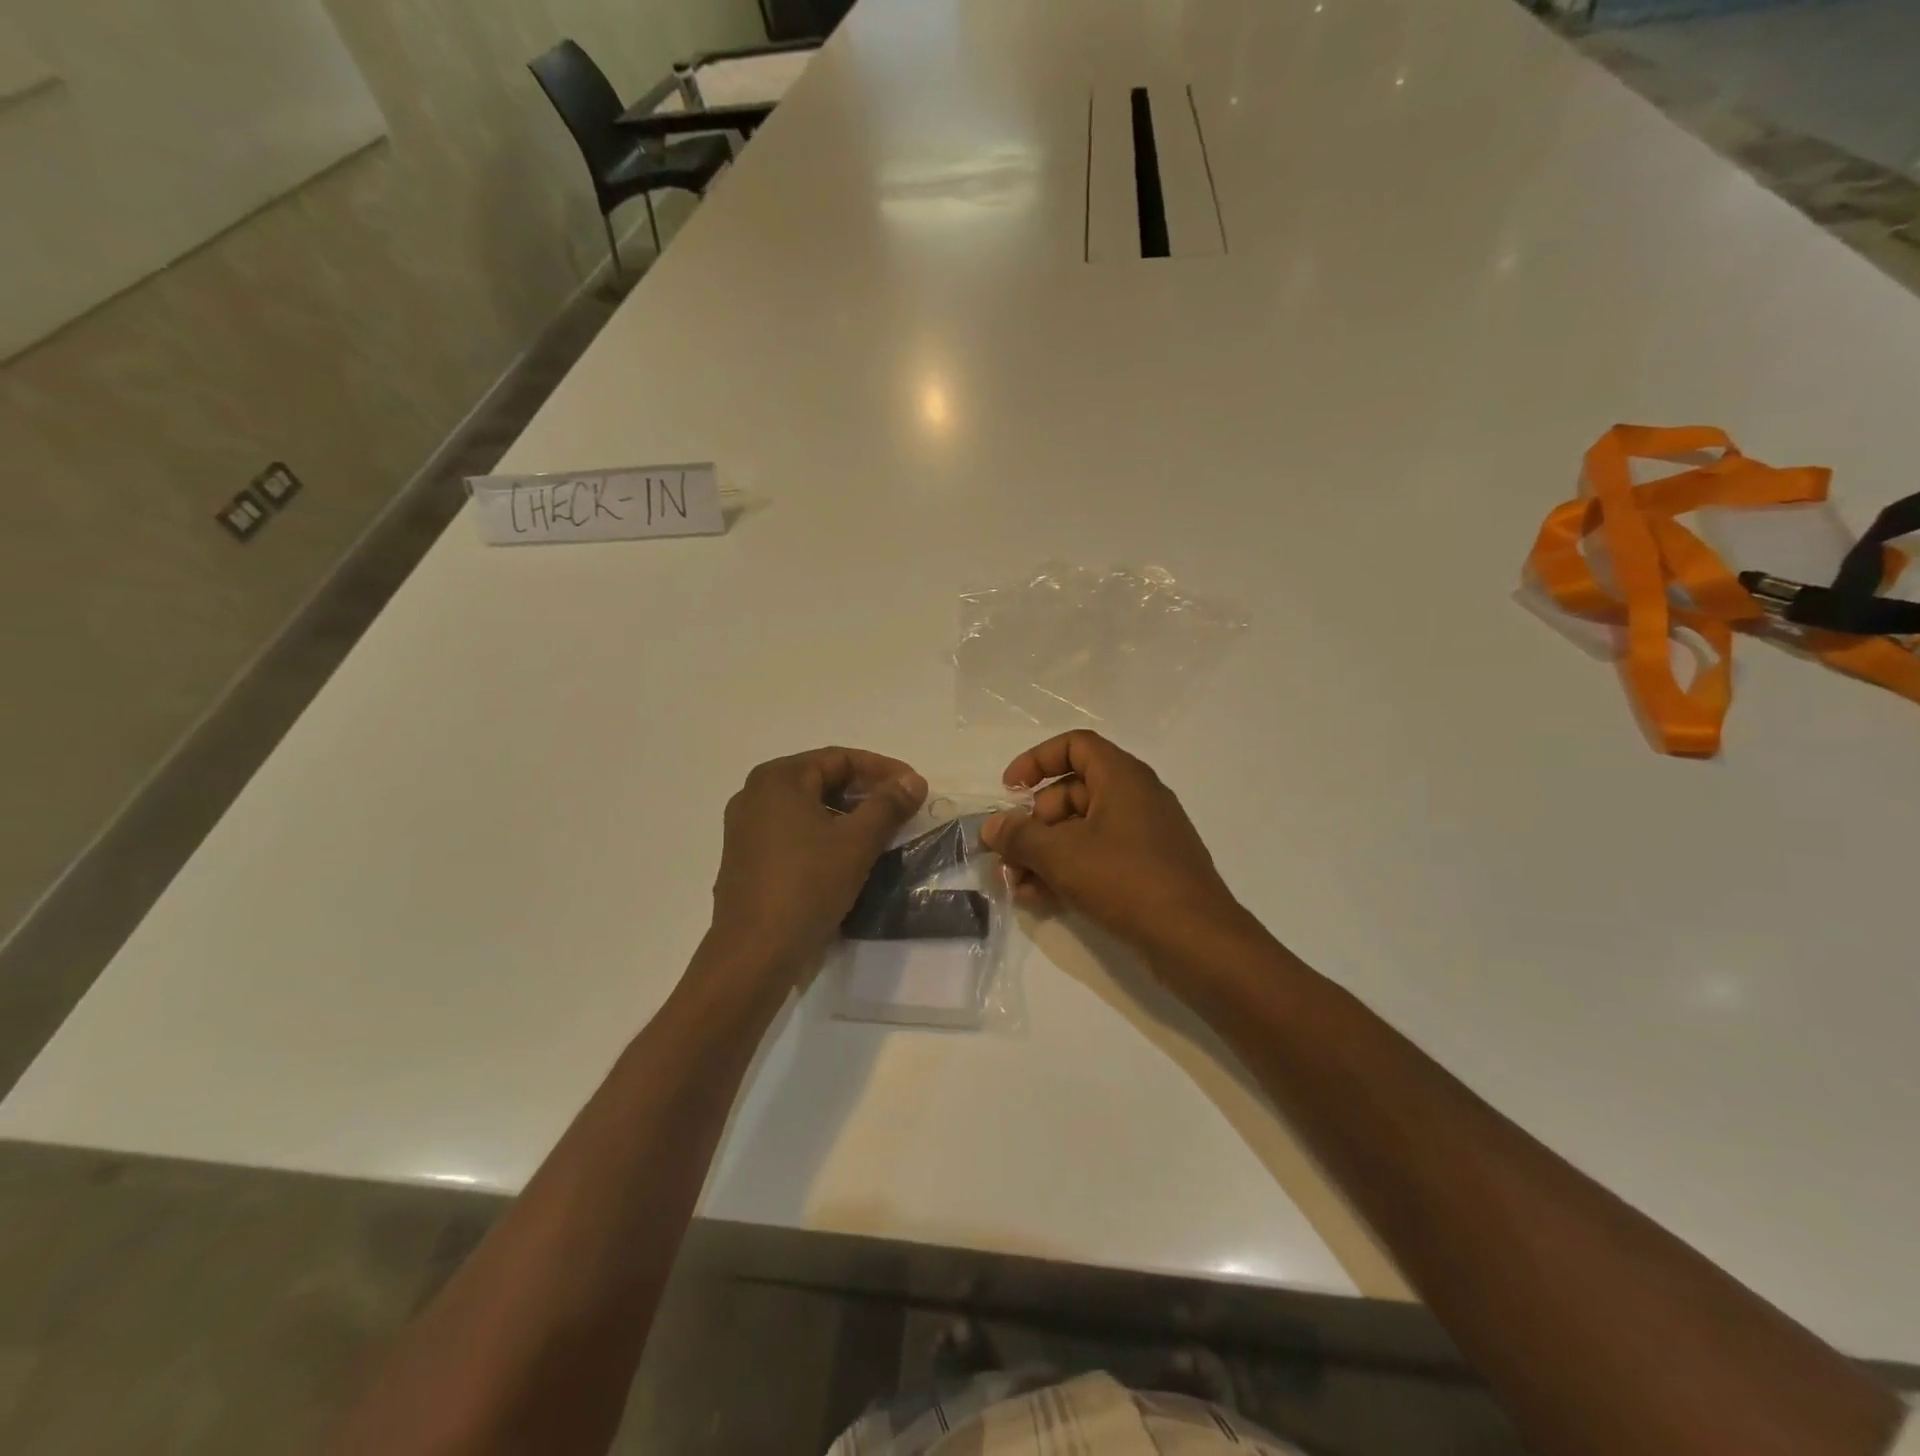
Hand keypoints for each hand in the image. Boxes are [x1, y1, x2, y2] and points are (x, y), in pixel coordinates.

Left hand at [708, 747, 926, 978]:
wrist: (754, 954)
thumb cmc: (807, 886)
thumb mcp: (858, 842)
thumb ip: (888, 804)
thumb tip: (913, 781)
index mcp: (778, 778)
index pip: (840, 759)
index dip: (883, 769)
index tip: (915, 788)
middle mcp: (755, 794)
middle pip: (822, 780)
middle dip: (865, 792)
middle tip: (902, 809)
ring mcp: (745, 828)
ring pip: (808, 808)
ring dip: (847, 815)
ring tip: (881, 833)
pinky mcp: (745, 859)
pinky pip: (792, 832)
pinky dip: (823, 834)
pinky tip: (847, 856)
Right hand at [982, 731, 1246, 953]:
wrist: (1196, 940)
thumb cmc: (1126, 880)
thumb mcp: (1061, 855)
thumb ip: (1019, 836)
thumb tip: (991, 827)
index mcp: (1122, 777)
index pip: (1075, 746)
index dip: (1037, 761)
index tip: (1009, 790)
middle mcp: (1135, 798)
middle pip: (1071, 792)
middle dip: (1033, 823)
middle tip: (1008, 853)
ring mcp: (1144, 836)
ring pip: (1081, 831)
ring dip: (1044, 853)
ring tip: (1017, 884)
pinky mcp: (1147, 870)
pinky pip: (1097, 858)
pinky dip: (1068, 871)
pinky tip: (1039, 899)